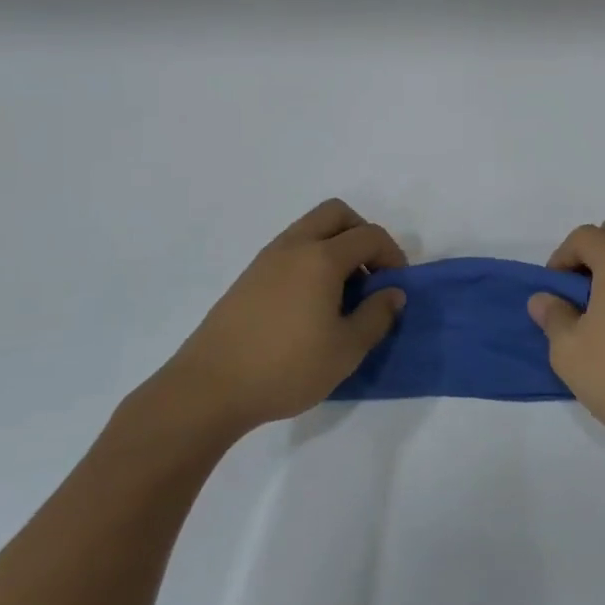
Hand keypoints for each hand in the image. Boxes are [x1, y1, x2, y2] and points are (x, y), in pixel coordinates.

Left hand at [145, 199, 406, 444]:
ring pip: (309, 229)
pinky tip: (311, 304)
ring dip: (335, 246)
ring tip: (342, 292)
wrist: (209, 390)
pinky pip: (290, 250)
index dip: (393, 255)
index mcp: (321, 259)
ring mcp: (265, 260)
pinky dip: (311, 260)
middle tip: (371, 273)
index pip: (369, 236)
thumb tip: (392, 293)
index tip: (396, 286)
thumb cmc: (286, 368)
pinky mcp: (247, 279)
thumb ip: (376, 316)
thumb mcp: (346, 350)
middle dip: (362, 234)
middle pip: (336, 214)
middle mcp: (293, 247)